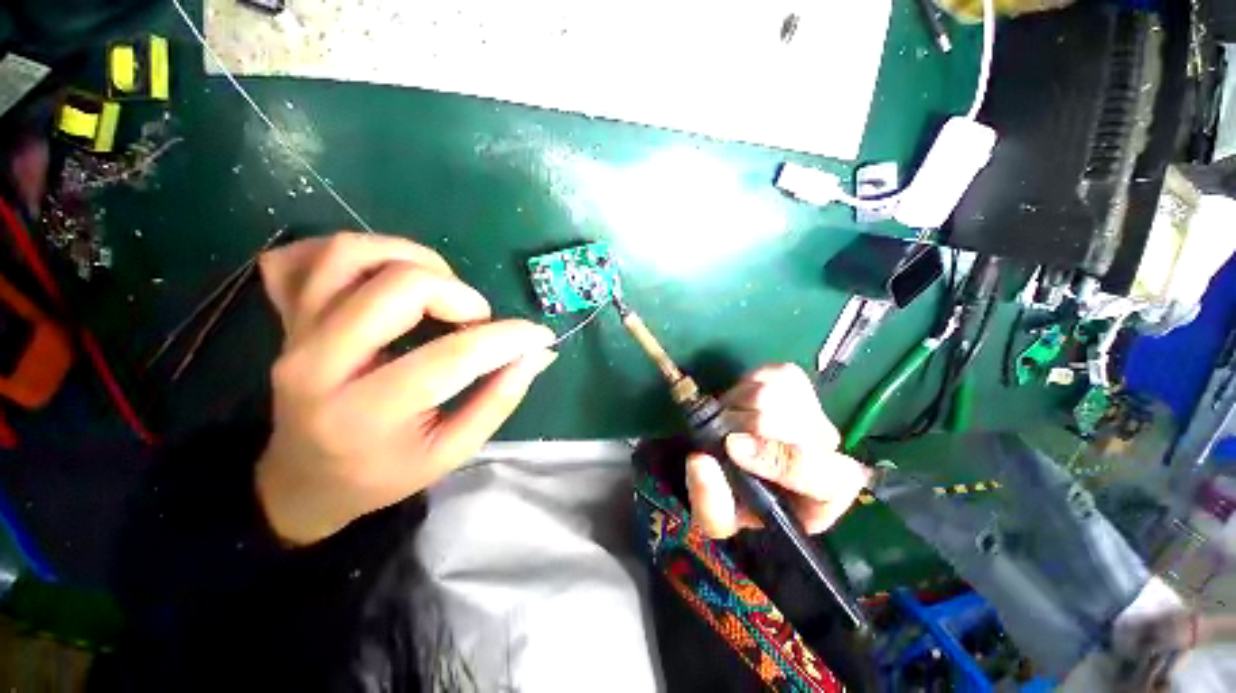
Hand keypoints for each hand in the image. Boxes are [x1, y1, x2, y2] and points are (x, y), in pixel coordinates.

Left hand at [255, 233, 556, 544]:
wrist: (305, 479)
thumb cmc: (384, 472)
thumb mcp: (452, 451)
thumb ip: (499, 399)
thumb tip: (539, 353)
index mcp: (368, 412)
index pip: (454, 356)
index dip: (509, 338)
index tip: (540, 336)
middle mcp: (319, 364)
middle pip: (399, 286)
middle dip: (458, 293)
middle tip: (474, 319)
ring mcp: (294, 333)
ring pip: (351, 254)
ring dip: (413, 259)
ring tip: (438, 289)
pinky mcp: (284, 316)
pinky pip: (306, 255)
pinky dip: (354, 252)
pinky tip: (383, 275)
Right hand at [685, 364, 870, 538]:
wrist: (742, 465)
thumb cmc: (737, 498)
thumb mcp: (720, 517)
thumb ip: (709, 502)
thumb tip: (699, 460)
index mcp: (822, 493)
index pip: (817, 471)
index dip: (775, 459)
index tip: (732, 448)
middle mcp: (827, 446)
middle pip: (787, 423)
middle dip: (740, 426)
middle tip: (719, 435)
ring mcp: (812, 408)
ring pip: (774, 394)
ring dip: (737, 406)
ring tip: (728, 422)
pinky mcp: (795, 380)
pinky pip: (771, 373)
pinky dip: (746, 385)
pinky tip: (740, 403)